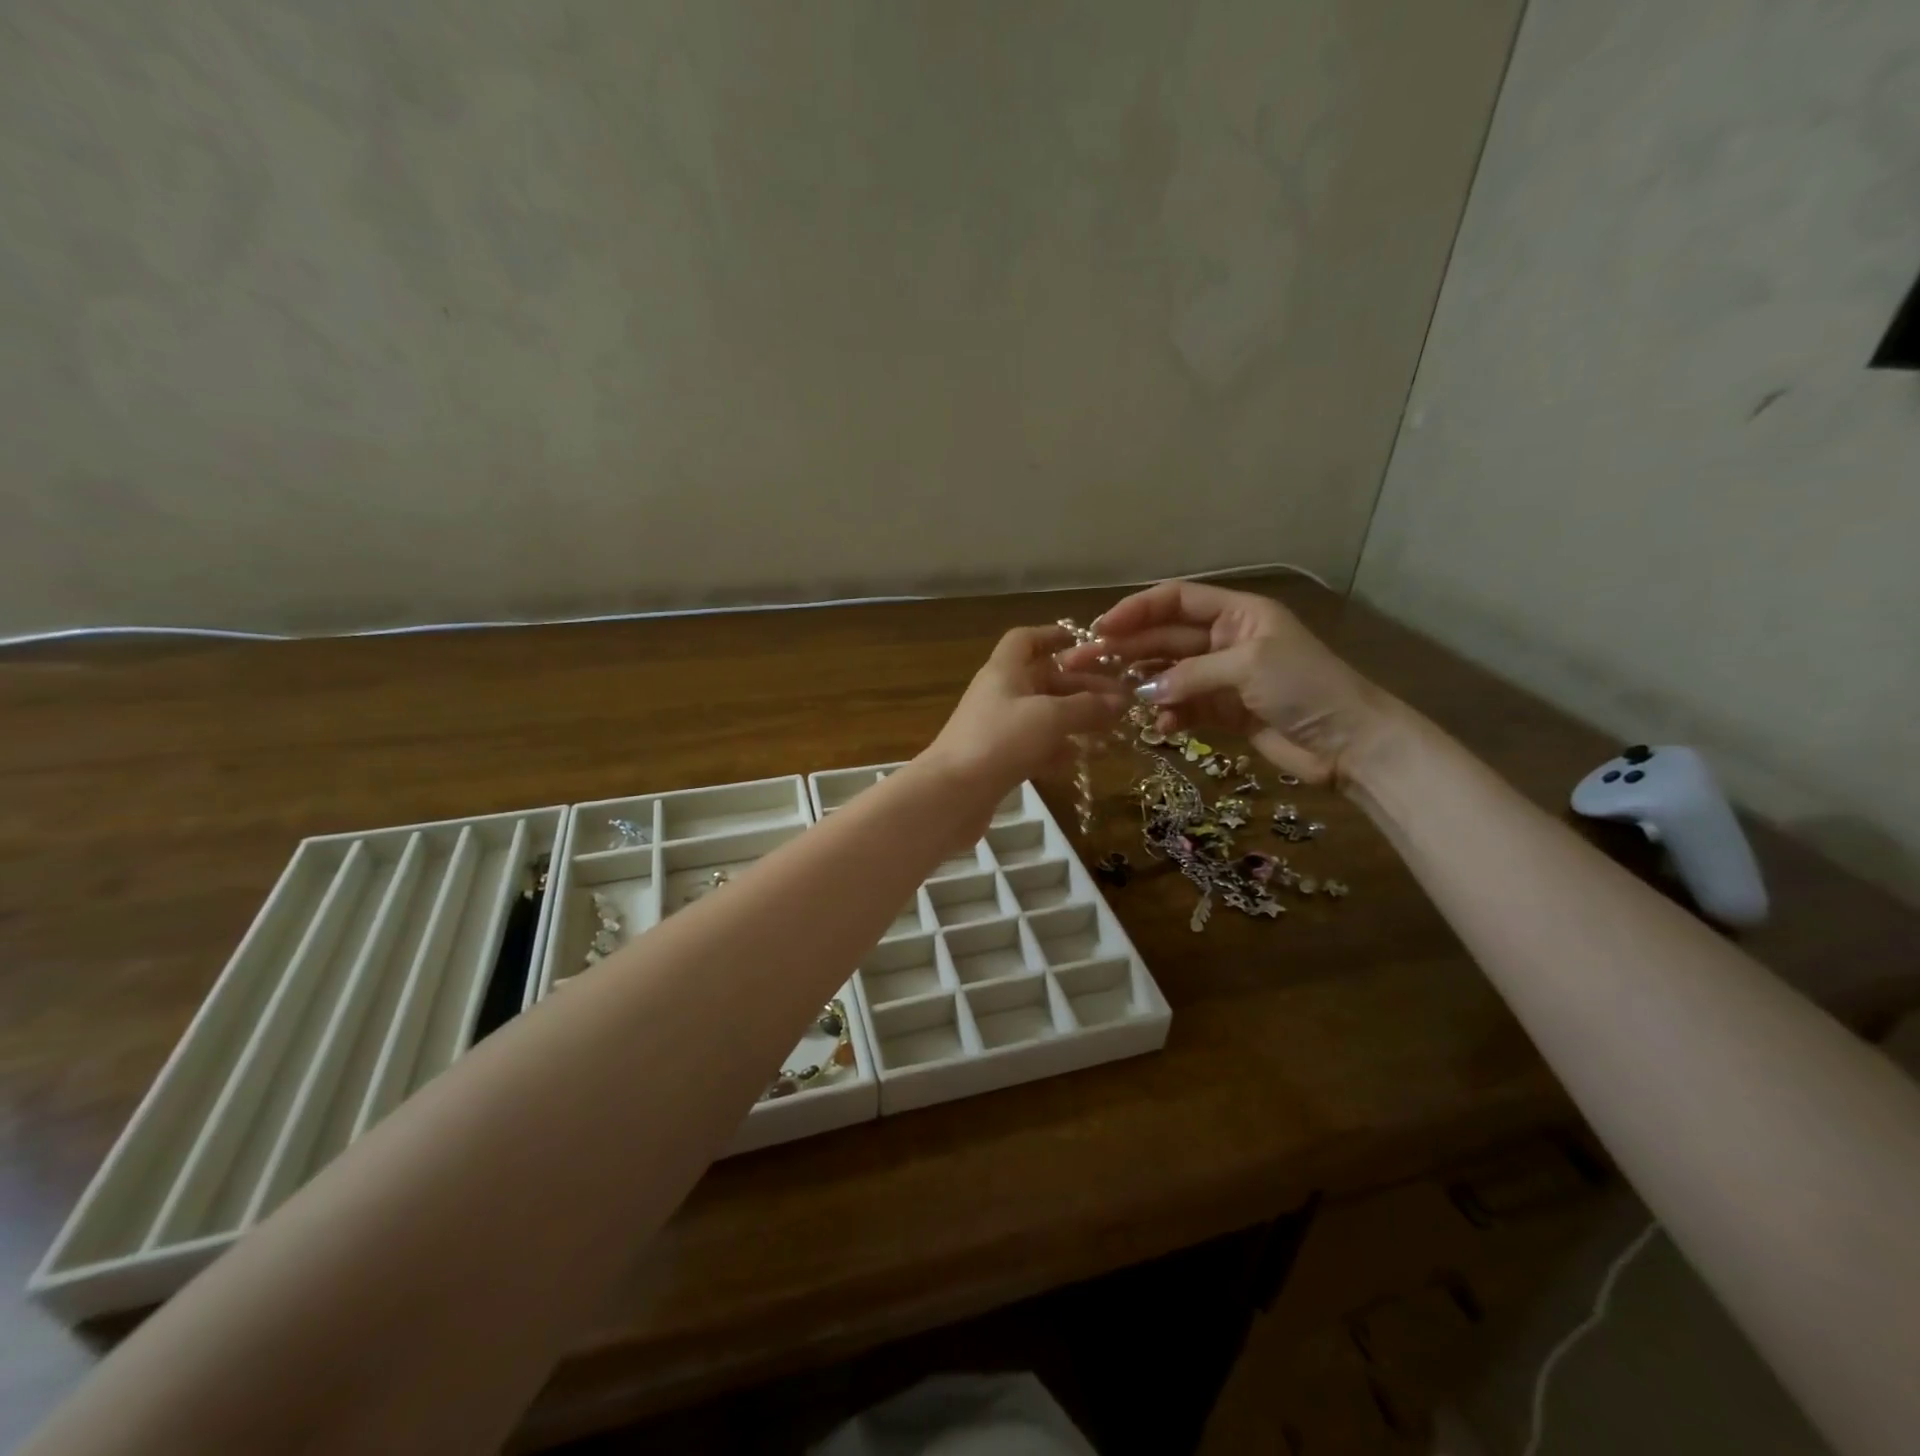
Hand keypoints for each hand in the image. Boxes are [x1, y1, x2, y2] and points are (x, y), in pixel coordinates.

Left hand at [921, 625, 1127, 798]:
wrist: (951, 795)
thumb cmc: (1000, 741)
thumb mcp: (1050, 717)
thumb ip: (1087, 707)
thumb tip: (1121, 700)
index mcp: (1004, 670)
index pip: (1026, 640)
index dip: (1053, 636)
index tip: (1087, 644)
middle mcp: (1000, 694)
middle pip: (1043, 679)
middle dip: (1081, 685)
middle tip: (1121, 698)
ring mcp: (998, 729)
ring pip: (1043, 715)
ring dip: (1075, 718)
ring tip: (1112, 727)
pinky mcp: (999, 761)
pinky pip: (1036, 746)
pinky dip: (1059, 749)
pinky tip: (1083, 758)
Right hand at [1066, 581, 1397, 785]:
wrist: (1351, 743)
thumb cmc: (1305, 688)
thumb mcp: (1248, 666)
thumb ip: (1190, 674)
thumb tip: (1142, 690)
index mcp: (1237, 613)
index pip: (1177, 600)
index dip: (1137, 609)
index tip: (1102, 627)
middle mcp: (1225, 640)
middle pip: (1166, 637)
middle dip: (1128, 648)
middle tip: (1086, 664)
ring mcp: (1224, 677)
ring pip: (1170, 674)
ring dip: (1144, 684)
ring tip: (1117, 698)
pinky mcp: (1225, 712)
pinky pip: (1184, 707)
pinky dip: (1169, 715)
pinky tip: (1159, 726)